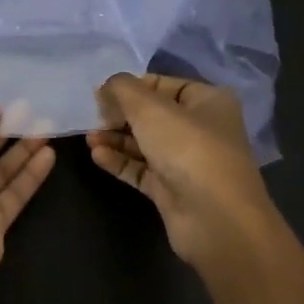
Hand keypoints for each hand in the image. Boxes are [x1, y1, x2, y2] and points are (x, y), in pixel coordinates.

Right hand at [88, 74, 278, 273]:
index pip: (164, 84)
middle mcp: (201, 129)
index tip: (101, 92)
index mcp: (208, 102)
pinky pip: (141, 169)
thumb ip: (123, 90)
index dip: (132, 86)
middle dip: (120, 114)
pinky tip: (97, 155)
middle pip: (153, 115)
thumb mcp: (150, 108)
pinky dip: (120, 161)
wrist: (215, 219)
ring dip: (116, 138)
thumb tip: (106, 87)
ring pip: (145, 143)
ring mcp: (187, 162)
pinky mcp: (173, 190)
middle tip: (92, 116)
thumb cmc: (188, 149)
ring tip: (89, 137)